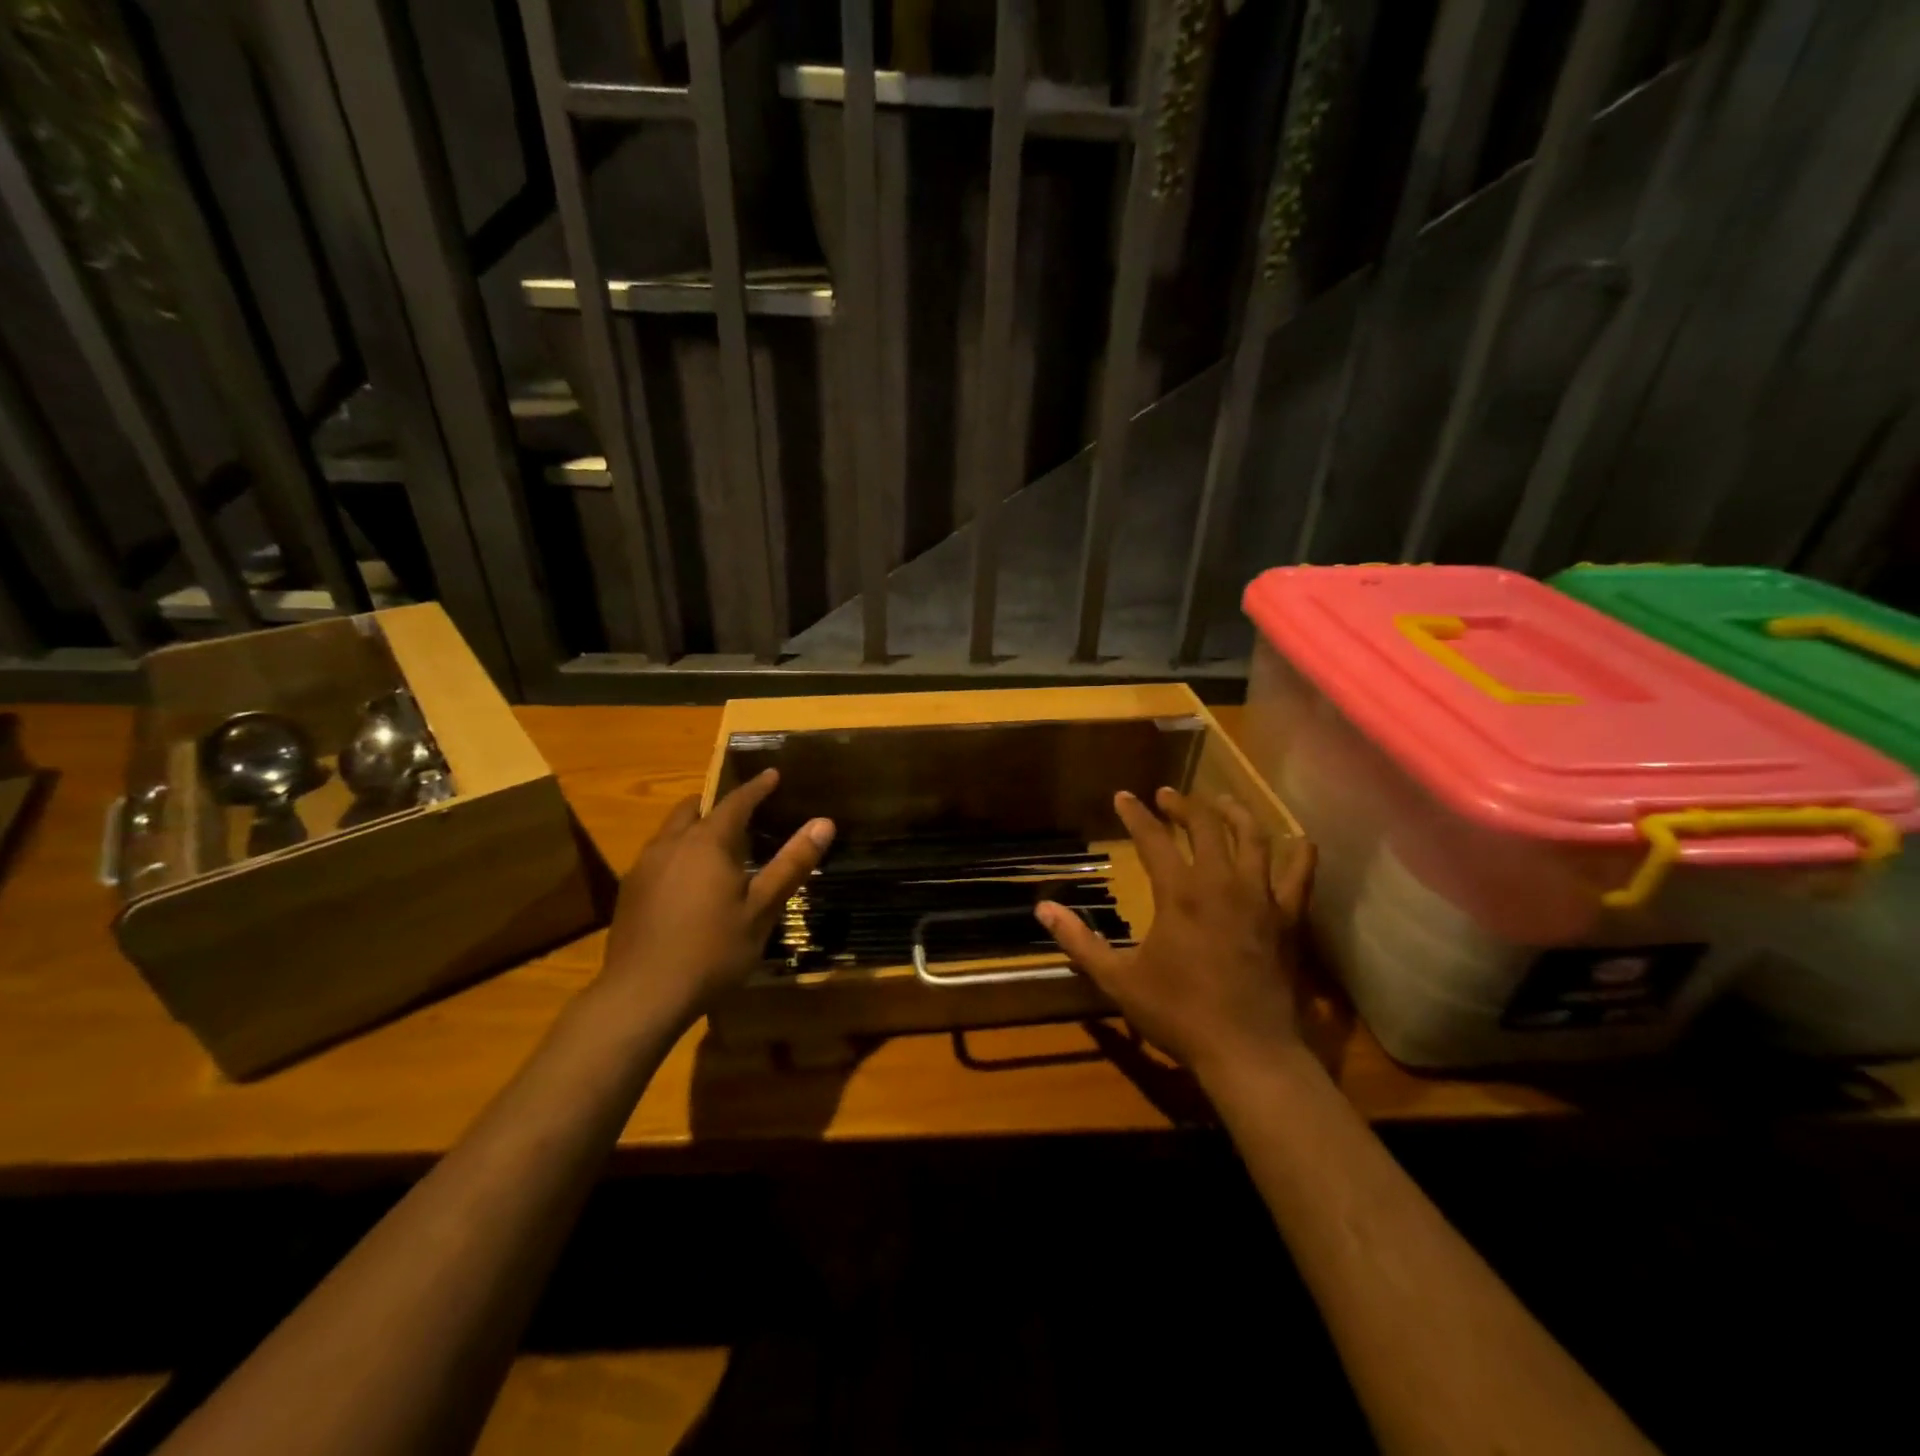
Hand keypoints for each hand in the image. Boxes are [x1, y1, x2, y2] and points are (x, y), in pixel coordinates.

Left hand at [599, 770, 833, 1028]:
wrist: (641, 996)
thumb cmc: (711, 951)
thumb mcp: (761, 910)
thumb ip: (791, 864)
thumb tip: (824, 823)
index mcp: (707, 843)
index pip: (736, 802)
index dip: (757, 787)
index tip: (772, 774)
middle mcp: (671, 844)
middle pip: (694, 809)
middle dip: (719, 804)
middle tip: (743, 812)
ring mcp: (644, 867)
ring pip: (672, 832)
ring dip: (695, 828)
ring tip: (718, 846)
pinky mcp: (628, 891)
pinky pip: (658, 855)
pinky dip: (678, 852)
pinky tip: (689, 882)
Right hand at [1036, 788, 1313, 1081]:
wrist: (1247, 1052)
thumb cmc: (1178, 1014)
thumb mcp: (1118, 980)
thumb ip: (1079, 942)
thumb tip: (1043, 909)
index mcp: (1179, 893)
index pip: (1153, 838)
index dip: (1135, 815)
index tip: (1123, 797)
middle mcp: (1221, 883)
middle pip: (1205, 825)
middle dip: (1183, 805)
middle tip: (1167, 796)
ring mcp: (1260, 898)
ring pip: (1253, 837)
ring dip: (1234, 813)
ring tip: (1221, 803)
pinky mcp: (1289, 919)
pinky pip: (1300, 875)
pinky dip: (1299, 853)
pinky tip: (1295, 841)